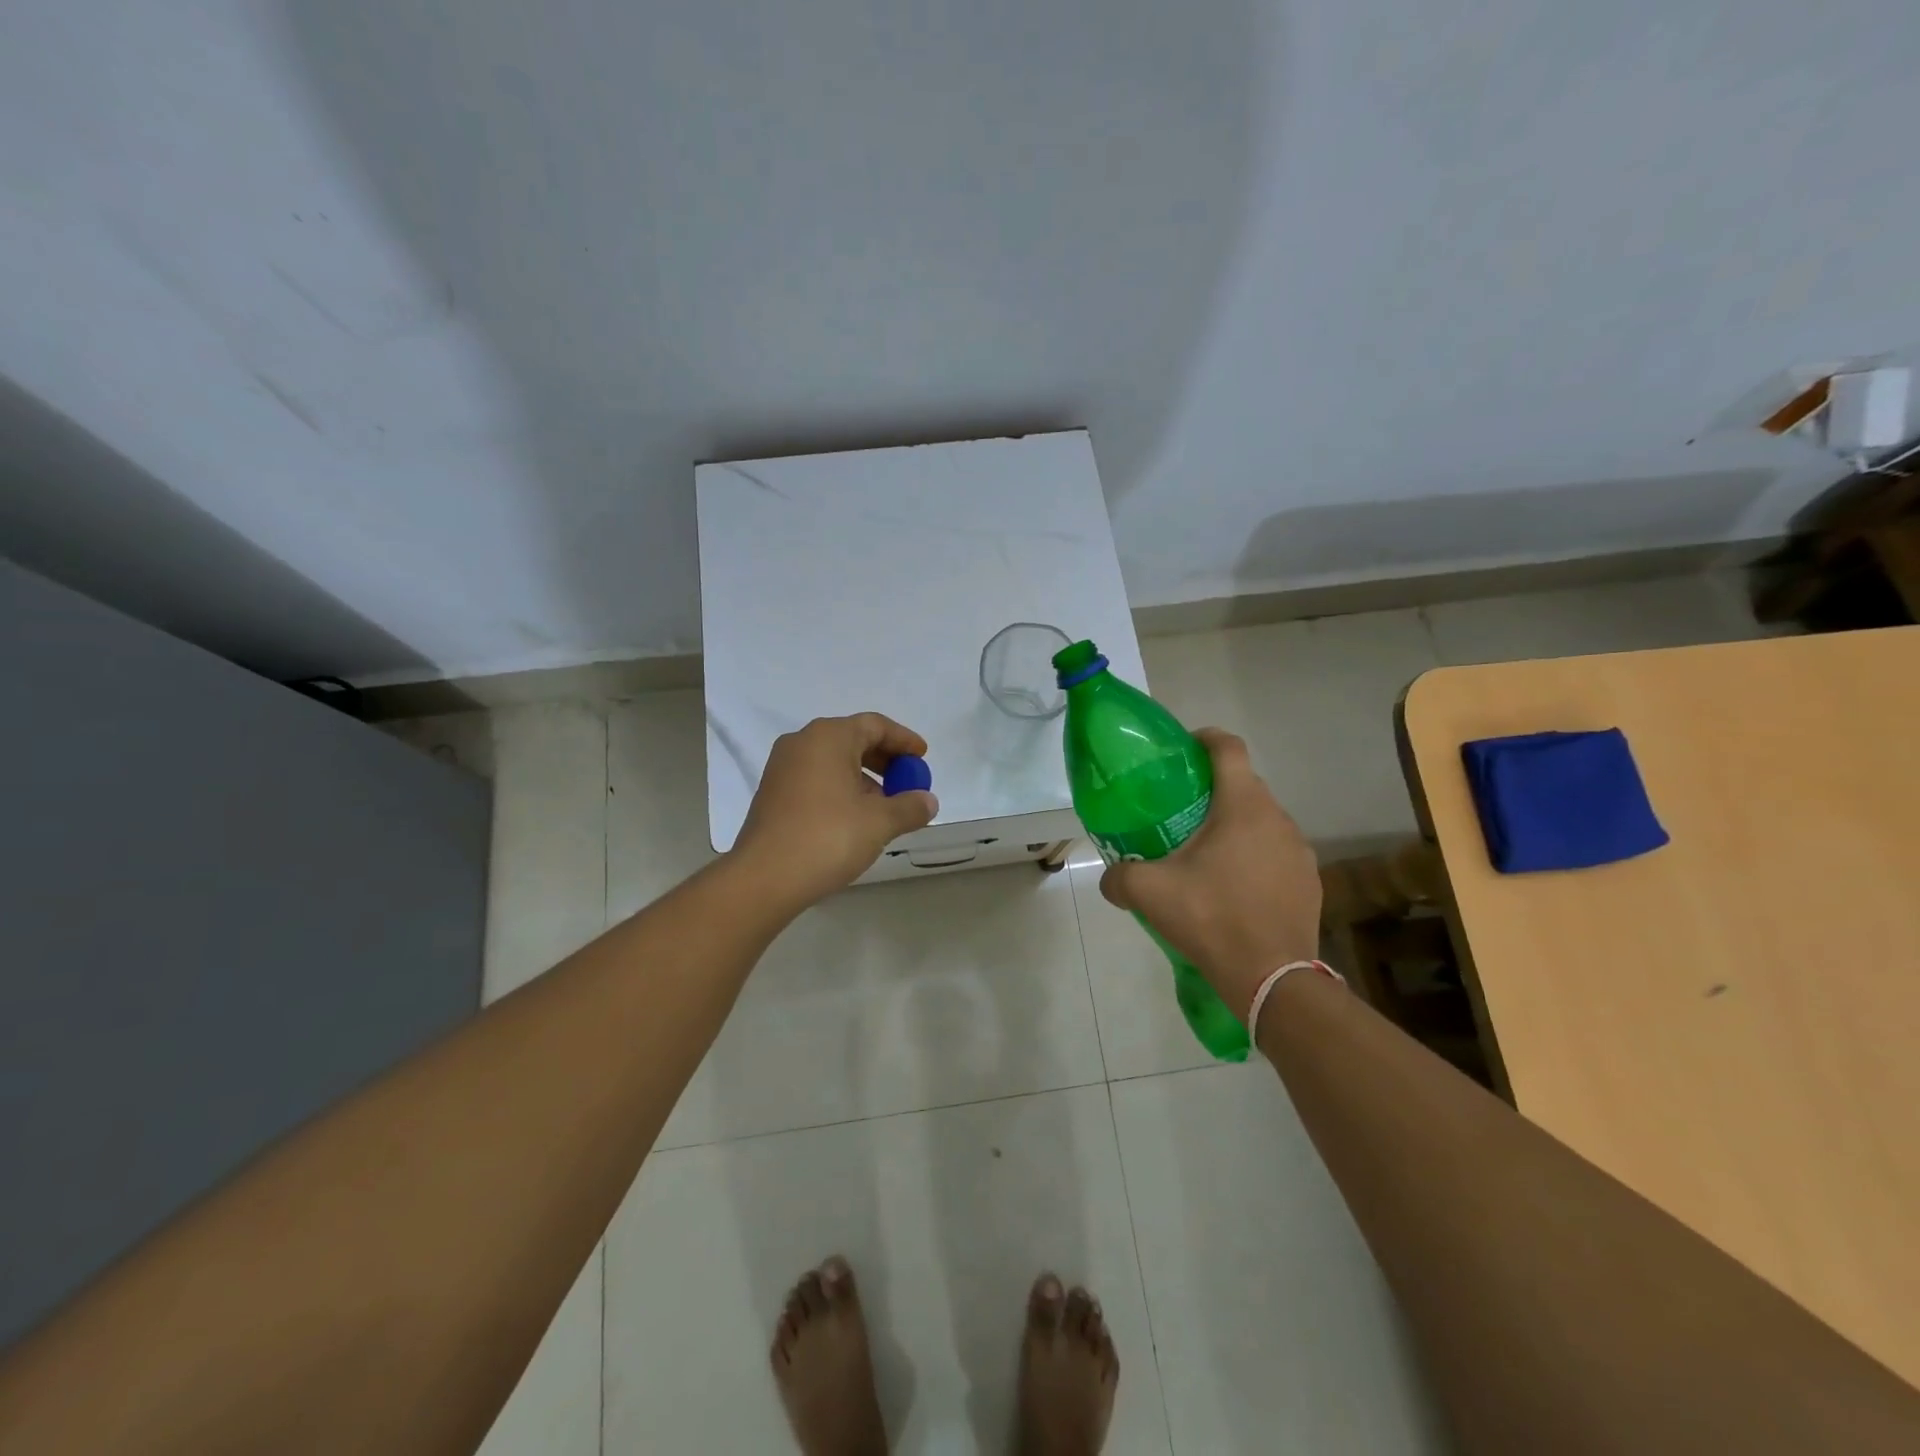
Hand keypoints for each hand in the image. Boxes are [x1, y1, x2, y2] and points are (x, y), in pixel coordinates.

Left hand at [732, 713, 939, 907]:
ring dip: (864, 778)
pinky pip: (817, 778)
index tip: (923, 758)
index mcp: (828, 737)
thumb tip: (928, 801)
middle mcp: (802, 743)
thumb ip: (910, 806)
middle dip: (885, 760)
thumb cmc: (827, 837)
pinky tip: (855, 818)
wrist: (764, 878)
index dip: (904, 740)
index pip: (875, 725)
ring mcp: (783, 768)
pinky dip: (841, 789)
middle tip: (908, 782)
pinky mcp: (773, 793)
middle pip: (853, 739)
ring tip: (886, 806)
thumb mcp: (879, 822)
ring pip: (834, 761)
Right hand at [1098, 728, 1320, 1019]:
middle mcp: (1278, 818)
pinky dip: (1254, 857)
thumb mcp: (1149, 893)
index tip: (1181, 750)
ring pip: (1262, 821)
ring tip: (1205, 855)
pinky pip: (1276, 853)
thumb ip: (1119, 877)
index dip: (1203, 739)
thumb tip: (1110, 878)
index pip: (1228, 748)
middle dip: (1212, 791)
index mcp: (1243, 806)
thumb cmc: (1211, 918)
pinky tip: (1233, 889)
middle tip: (1179, 813)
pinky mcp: (1310, 882)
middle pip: (1244, 785)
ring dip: (1235, 827)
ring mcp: (1300, 851)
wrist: (1272, 978)